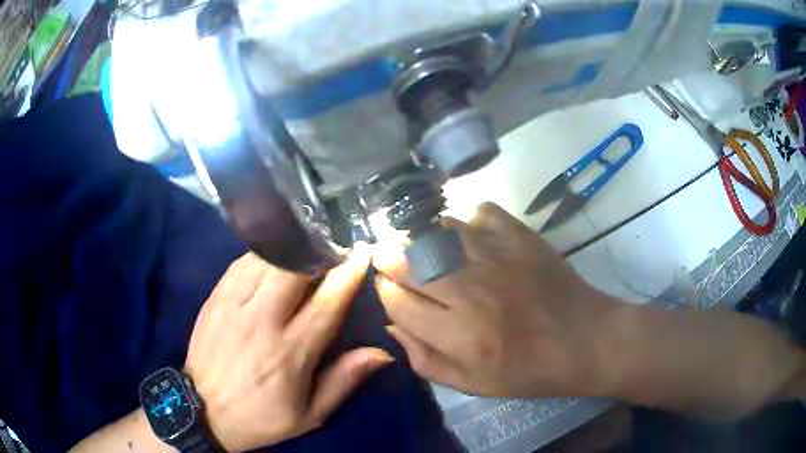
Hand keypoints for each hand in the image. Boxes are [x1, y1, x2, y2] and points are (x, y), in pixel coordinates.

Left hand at [184, 249, 392, 451]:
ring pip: (267, 259)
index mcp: (290, 352)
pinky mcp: (214, 298)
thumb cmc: (260, 416)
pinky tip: (271, 258)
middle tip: (332, 249)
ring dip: (291, 250)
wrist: (202, 411)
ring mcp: (233, 305)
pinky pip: (240, 263)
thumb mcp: (310, 414)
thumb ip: (344, 380)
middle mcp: (262, 321)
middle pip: (294, 268)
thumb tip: (381, 353)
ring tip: (304, 250)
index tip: (362, 252)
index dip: (348, 273)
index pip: (327, 302)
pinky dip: (261, 255)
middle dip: (319, 251)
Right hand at [373, 203, 622, 397]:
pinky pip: (480, 213)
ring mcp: (498, 257)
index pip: (398, 302)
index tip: (386, 288)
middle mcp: (472, 291)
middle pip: (409, 260)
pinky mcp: (521, 237)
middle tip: (391, 261)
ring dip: (422, 239)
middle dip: (390, 259)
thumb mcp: (472, 384)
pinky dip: (468, 221)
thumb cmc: (528, 370)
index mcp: (460, 335)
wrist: (585, 340)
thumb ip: (425, 360)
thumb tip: (392, 325)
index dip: (384, 292)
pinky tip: (470, 238)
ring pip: (437, 232)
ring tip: (424, 249)